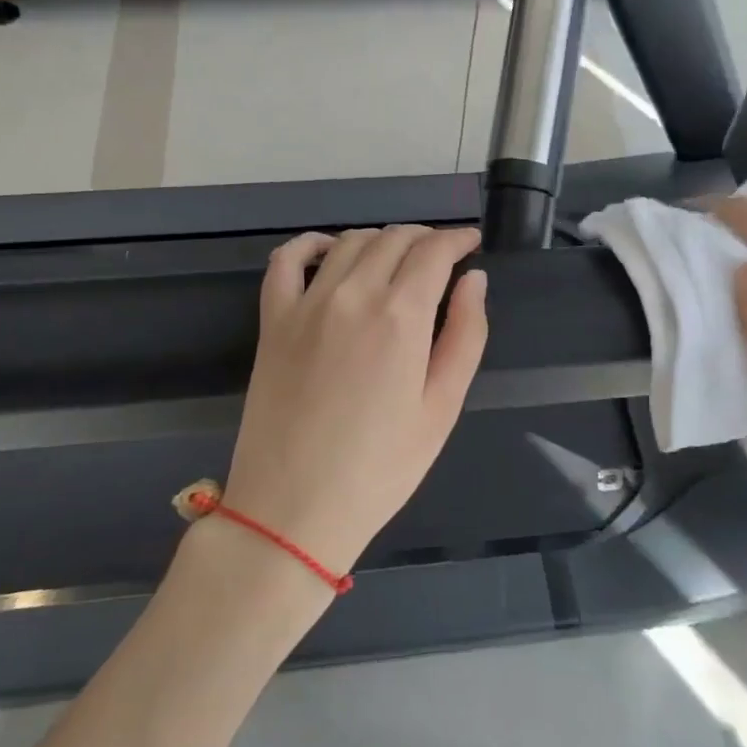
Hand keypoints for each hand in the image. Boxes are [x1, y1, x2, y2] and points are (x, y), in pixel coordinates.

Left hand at [222, 225, 489, 578]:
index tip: (471, 243)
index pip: (434, 251)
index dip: (457, 239)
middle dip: (425, 238)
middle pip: (394, 239)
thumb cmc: (381, 468)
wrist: (293, 509)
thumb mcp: (442, 409)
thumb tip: (474, 280)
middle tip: (441, 255)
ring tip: (397, 257)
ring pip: (349, 242)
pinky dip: (311, 244)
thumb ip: (466, 336)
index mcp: (401, 317)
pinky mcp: (273, 320)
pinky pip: (286, 261)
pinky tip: (328, 250)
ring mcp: (307, 304)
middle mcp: (353, 295)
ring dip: (380, 239)